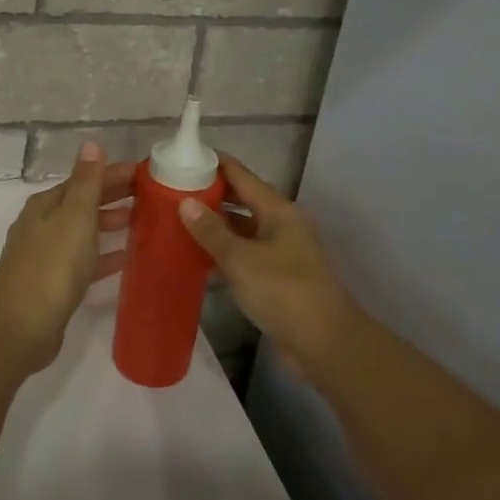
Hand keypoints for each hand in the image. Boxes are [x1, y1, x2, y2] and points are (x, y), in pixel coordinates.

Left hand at [0, 143, 135, 372]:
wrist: (19, 328)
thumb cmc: (51, 266)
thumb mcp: (74, 217)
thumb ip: (87, 182)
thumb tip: (91, 142)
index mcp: (46, 205)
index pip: (85, 179)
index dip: (114, 173)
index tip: (147, 172)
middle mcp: (43, 225)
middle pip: (84, 204)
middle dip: (115, 197)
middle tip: (154, 196)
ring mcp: (47, 256)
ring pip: (85, 232)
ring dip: (111, 225)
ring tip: (144, 223)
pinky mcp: (54, 284)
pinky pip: (85, 261)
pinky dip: (104, 256)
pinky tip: (126, 259)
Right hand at [179, 155, 364, 377]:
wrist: (325, 343)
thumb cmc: (283, 291)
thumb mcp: (241, 259)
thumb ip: (212, 231)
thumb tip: (186, 203)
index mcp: (279, 211)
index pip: (243, 176)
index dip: (216, 164)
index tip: (186, 157)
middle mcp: (283, 225)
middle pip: (243, 201)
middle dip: (212, 195)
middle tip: (174, 191)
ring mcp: (283, 252)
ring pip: (244, 230)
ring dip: (216, 226)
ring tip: (179, 221)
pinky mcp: (279, 278)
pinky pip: (246, 255)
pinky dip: (225, 253)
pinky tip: (199, 258)